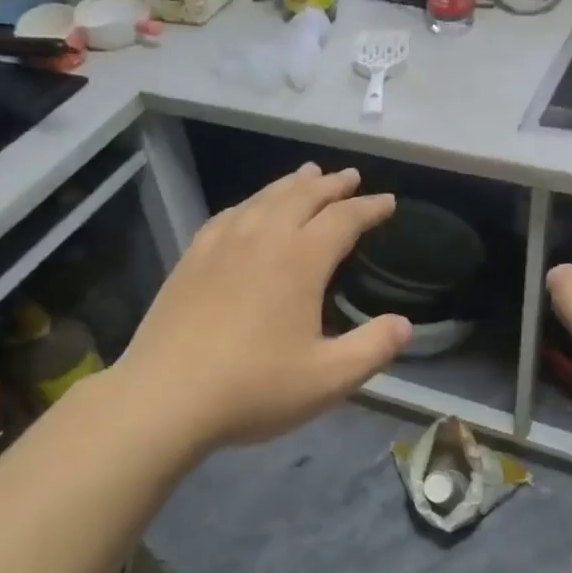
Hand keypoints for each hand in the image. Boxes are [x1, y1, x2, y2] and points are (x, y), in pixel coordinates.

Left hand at [115, 164, 411, 450]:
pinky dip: (251, 203)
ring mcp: (221, 245)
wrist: (165, 397)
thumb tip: (405, 325)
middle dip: (332, 185)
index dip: (369, 208)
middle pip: (302, 196)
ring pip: (264, 198)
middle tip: (351, 177)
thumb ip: (373, 349)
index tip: (388, 203)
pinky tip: (250, 209)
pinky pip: (229, 215)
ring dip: (292, 184)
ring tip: (308, 175)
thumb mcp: (328, 379)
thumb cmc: (254, 388)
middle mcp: (261, 238)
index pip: (343, 219)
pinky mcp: (192, 259)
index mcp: (299, 260)